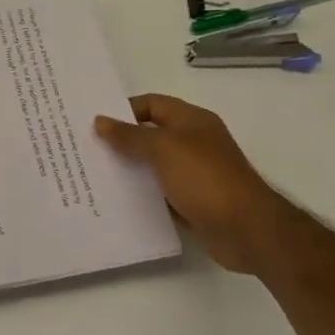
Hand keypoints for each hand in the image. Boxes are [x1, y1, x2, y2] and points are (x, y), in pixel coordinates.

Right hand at [94, 94, 287, 274]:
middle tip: (87, 148)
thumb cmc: (205, 179)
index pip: (151, 104)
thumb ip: (129, 135)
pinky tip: (117, 200)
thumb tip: (100, 121)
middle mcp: (193, 143)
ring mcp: (194, 174)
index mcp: (192, 121)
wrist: (248, 231)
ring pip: (153, 165)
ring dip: (129, 169)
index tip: (94, 123)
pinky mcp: (193, 201)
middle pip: (150, 134)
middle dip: (121, 141)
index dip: (123, 110)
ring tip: (94, 175)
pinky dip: (141, 194)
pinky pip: (160, 193)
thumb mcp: (163, 149)